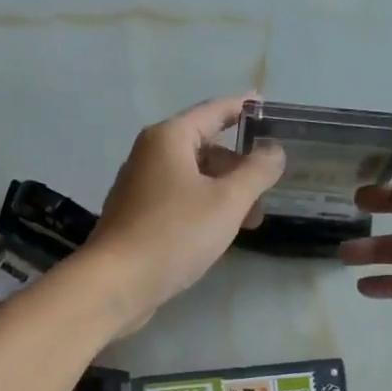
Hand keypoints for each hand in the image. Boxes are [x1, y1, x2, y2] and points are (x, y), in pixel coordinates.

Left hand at [89, 94, 286, 336]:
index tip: (268, 108)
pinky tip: (218, 234)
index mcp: (168, 138)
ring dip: (224, 193)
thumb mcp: (228, 201)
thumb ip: (257, 171)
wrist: (118, 283)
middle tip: (268, 190)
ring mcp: (139, 187)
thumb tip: (273, 149)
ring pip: (192, 179)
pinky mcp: (136, 217)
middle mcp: (149, 154)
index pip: (214, 111)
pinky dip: (203, 209)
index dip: (243, 108)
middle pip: (204, 148)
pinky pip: (178, 201)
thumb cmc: (175, 234)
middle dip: (239, 167)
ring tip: (250, 222)